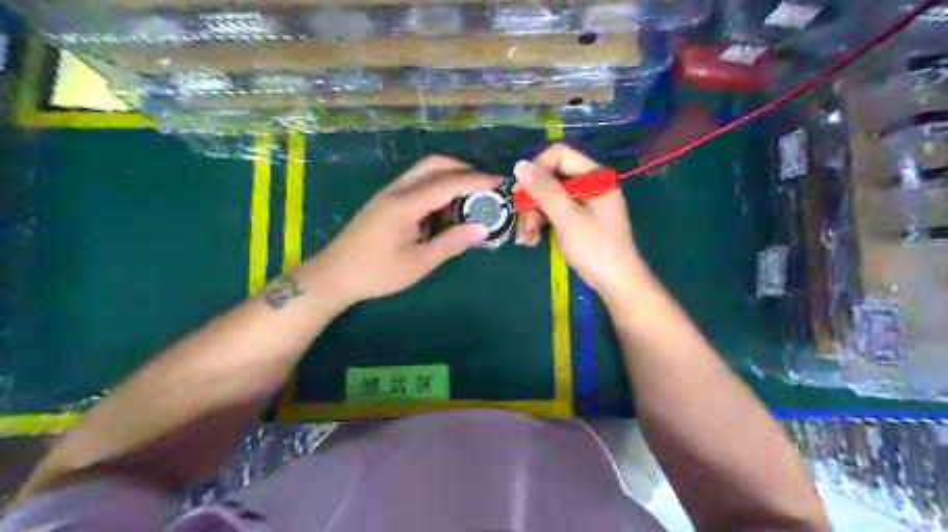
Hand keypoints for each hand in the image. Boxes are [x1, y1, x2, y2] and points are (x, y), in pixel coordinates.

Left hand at [305, 153, 498, 307]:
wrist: (334, 275)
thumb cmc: (377, 272)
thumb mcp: (419, 263)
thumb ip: (451, 243)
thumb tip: (482, 228)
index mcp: (406, 204)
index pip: (447, 183)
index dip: (476, 180)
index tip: (499, 182)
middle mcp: (397, 191)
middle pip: (433, 165)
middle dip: (462, 169)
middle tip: (484, 186)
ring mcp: (388, 193)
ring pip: (423, 171)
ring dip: (448, 176)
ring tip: (469, 196)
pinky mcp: (384, 201)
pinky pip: (415, 183)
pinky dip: (435, 186)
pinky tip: (443, 207)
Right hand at [511, 144, 651, 303]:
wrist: (616, 282)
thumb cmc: (595, 249)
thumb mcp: (567, 218)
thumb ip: (544, 190)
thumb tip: (519, 165)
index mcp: (594, 176)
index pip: (558, 155)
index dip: (536, 170)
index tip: (521, 193)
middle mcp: (589, 184)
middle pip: (550, 178)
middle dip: (532, 201)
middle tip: (523, 225)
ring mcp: (583, 201)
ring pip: (547, 197)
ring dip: (532, 216)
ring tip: (525, 239)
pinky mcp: (577, 218)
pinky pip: (552, 211)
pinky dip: (540, 224)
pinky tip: (531, 241)